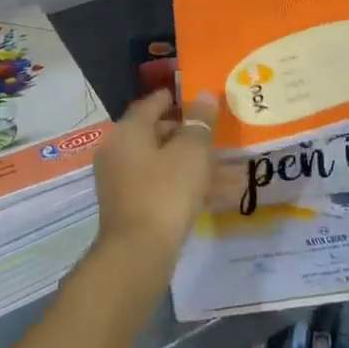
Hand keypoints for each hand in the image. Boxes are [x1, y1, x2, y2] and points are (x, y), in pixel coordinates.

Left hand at [92, 90, 216, 263]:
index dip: (177, 98)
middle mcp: (119, 151)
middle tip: (217, 135)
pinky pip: (162, 186)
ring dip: (193, 163)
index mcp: (128, 130)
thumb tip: (204, 95)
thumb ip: (200, 122)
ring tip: (229, 168)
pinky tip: (218, 194)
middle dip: (189, 134)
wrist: (138, 252)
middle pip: (157, 133)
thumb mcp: (191, 152)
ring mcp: (122, 181)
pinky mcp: (131, 206)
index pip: (152, 103)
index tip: (199, 99)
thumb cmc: (166, 191)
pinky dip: (186, 185)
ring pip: (163, 163)